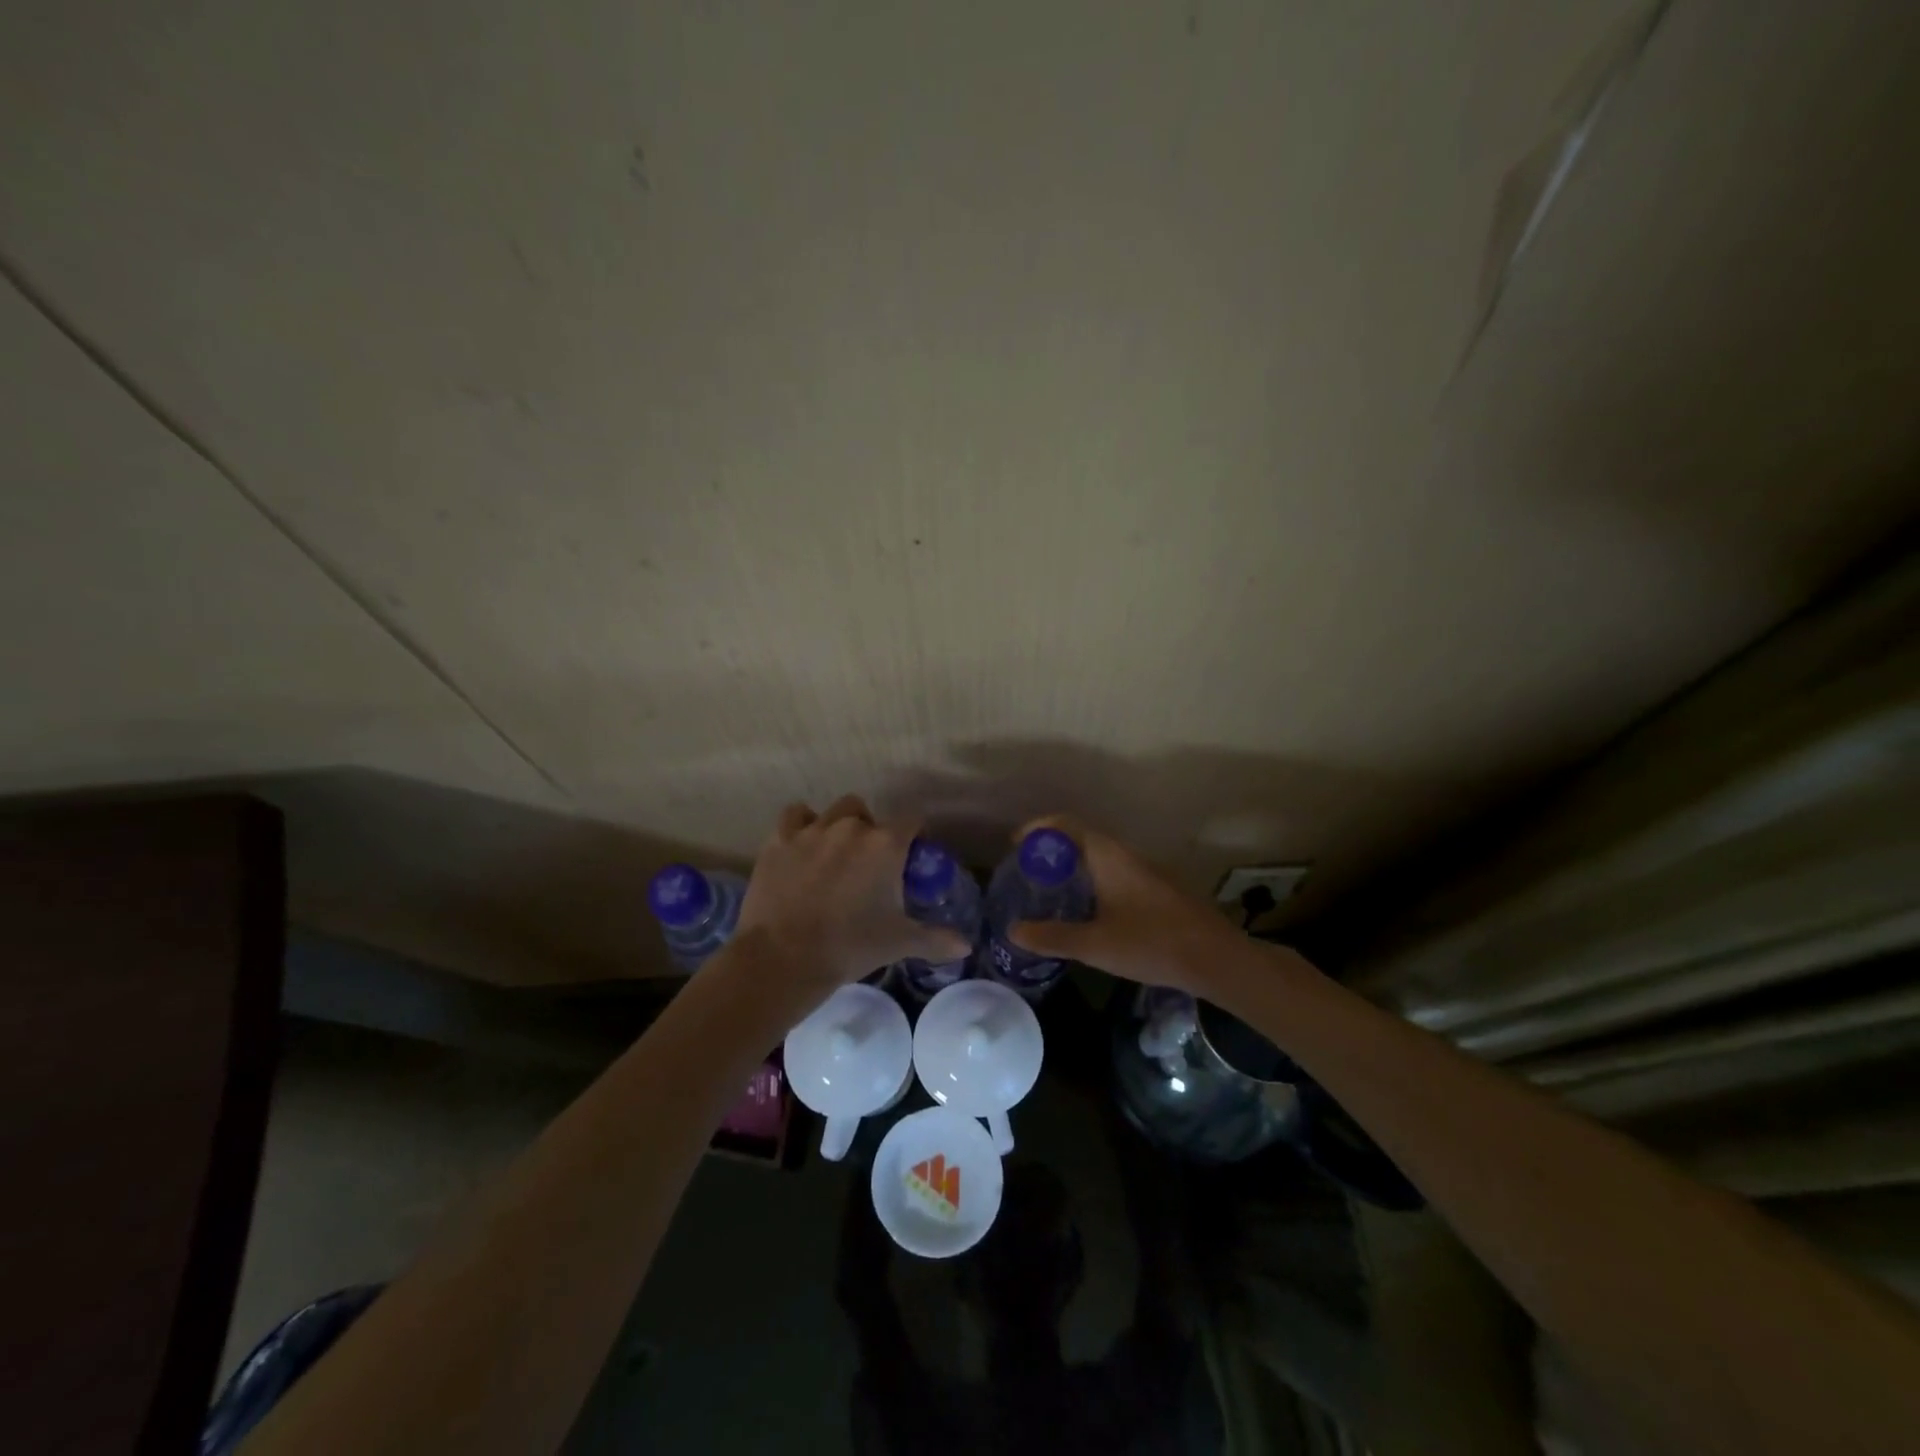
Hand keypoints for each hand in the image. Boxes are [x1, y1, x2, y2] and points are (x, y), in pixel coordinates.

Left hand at [732, 796, 971, 997]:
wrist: (784, 957)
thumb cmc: (850, 946)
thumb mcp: (898, 942)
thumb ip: (935, 939)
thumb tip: (966, 946)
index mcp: (886, 844)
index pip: (912, 822)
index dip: (914, 838)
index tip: (911, 858)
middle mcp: (852, 827)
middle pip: (870, 815)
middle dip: (873, 833)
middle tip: (869, 866)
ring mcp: (812, 829)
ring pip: (835, 811)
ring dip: (840, 825)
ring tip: (836, 854)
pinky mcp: (780, 839)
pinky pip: (796, 815)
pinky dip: (802, 824)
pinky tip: (803, 844)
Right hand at [1007, 816, 1240, 992]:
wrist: (1216, 958)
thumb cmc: (1152, 943)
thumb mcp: (1095, 945)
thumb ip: (1052, 937)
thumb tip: (1013, 930)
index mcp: (1108, 856)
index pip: (1066, 824)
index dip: (1038, 828)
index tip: (1015, 845)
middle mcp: (1126, 855)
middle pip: (1081, 838)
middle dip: (1051, 850)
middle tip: (1026, 873)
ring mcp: (1144, 871)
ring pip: (1099, 857)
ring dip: (1072, 866)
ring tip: (1049, 891)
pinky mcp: (1155, 889)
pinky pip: (1113, 872)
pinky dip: (1091, 880)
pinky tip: (1086, 910)